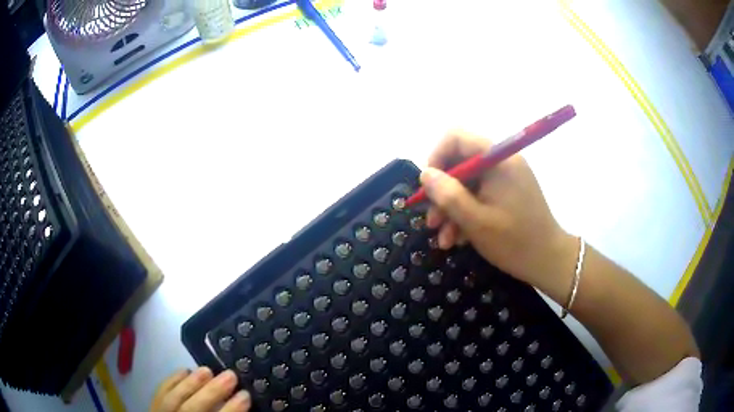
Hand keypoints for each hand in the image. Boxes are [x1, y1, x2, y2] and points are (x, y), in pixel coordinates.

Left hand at [150, 368, 250, 411]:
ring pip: (174, 399)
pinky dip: (171, 380)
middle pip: (192, 410)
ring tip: (207, 370)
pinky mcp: (152, 409)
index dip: (230, 410)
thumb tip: (242, 408)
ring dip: (191, 383)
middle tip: (230, 375)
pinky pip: (160, 393)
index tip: (245, 395)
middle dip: (212, 392)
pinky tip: (184, 370)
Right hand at [421, 130, 576, 291]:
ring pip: (467, 183)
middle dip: (442, 192)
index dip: (436, 157)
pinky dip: (467, 214)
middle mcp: (502, 161)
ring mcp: (506, 177)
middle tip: (431, 221)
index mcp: (498, 159)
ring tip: (444, 239)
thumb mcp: (475, 221)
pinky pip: (480, 194)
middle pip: (460, 163)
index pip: (457, 137)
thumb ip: (448, 195)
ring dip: (452, 209)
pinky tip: (459, 239)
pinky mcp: (507, 192)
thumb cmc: (514, 241)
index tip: (428, 186)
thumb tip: (425, 174)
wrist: (548, 261)